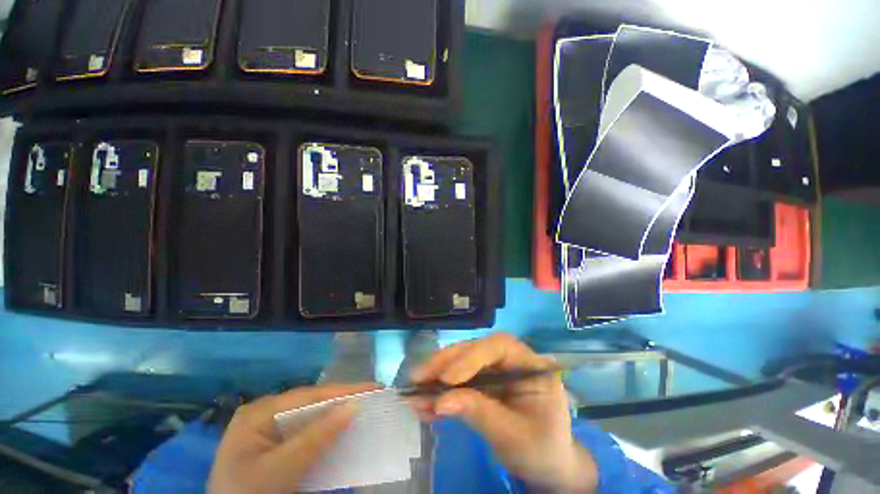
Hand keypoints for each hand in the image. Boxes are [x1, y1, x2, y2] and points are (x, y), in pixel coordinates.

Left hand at [209, 383, 379, 493]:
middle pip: (312, 404)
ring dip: (337, 416)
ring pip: (312, 418)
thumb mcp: (280, 470)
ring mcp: (270, 430)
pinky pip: (307, 434)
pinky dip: (326, 433)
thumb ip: (315, 437)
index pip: (310, 395)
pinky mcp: (277, 447)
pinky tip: (343, 430)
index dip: (343, 391)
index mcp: (259, 412)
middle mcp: (266, 414)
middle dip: (342, 401)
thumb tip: (353, 406)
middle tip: (373, 398)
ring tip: (365, 409)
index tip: (373, 388)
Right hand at [411, 333, 597, 492]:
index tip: (447, 378)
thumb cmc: (541, 450)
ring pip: (463, 361)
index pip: (499, 347)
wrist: (547, 467)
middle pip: (475, 350)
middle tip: (418, 376)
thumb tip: (440, 401)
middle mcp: (511, 359)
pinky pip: (459, 379)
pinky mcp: (484, 381)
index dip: (471, 357)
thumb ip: (479, 413)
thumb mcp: (513, 436)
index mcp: (530, 365)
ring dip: (437, 374)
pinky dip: (441, 390)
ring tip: (414, 388)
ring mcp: (496, 369)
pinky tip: (423, 400)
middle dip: (446, 362)